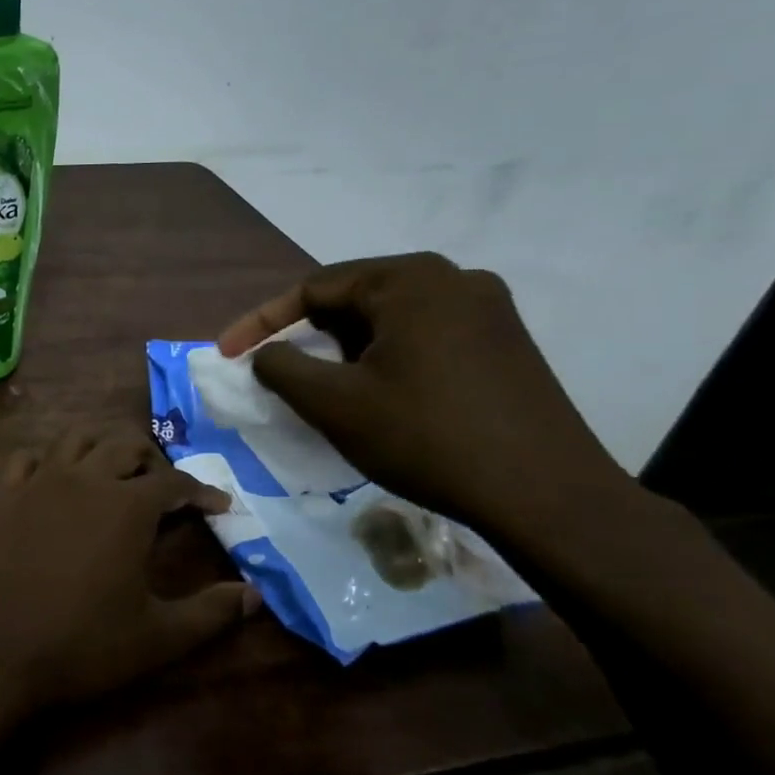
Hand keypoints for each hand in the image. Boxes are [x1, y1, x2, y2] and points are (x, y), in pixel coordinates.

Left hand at [0, 430, 250, 712]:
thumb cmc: (80, 644)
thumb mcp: (157, 638)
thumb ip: (211, 613)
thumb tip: (254, 595)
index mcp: (126, 506)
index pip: (175, 483)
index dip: (202, 492)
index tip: (219, 505)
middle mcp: (83, 479)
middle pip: (124, 445)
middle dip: (153, 460)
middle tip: (164, 488)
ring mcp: (36, 482)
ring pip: (75, 439)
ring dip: (100, 447)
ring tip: (112, 472)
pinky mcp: (0, 494)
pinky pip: (25, 459)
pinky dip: (46, 463)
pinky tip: (51, 483)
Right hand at [218, 253, 629, 540]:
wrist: (546, 495)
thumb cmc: (427, 438)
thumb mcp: (334, 403)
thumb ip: (282, 367)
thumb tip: (266, 354)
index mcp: (410, 280)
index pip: (313, 288)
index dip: (261, 322)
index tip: (227, 355)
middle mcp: (454, 278)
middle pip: (353, 299)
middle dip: (308, 337)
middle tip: (279, 375)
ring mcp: (489, 309)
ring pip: (389, 320)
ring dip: (346, 350)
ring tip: (326, 390)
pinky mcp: (506, 343)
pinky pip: (424, 336)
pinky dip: (386, 358)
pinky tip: (379, 396)